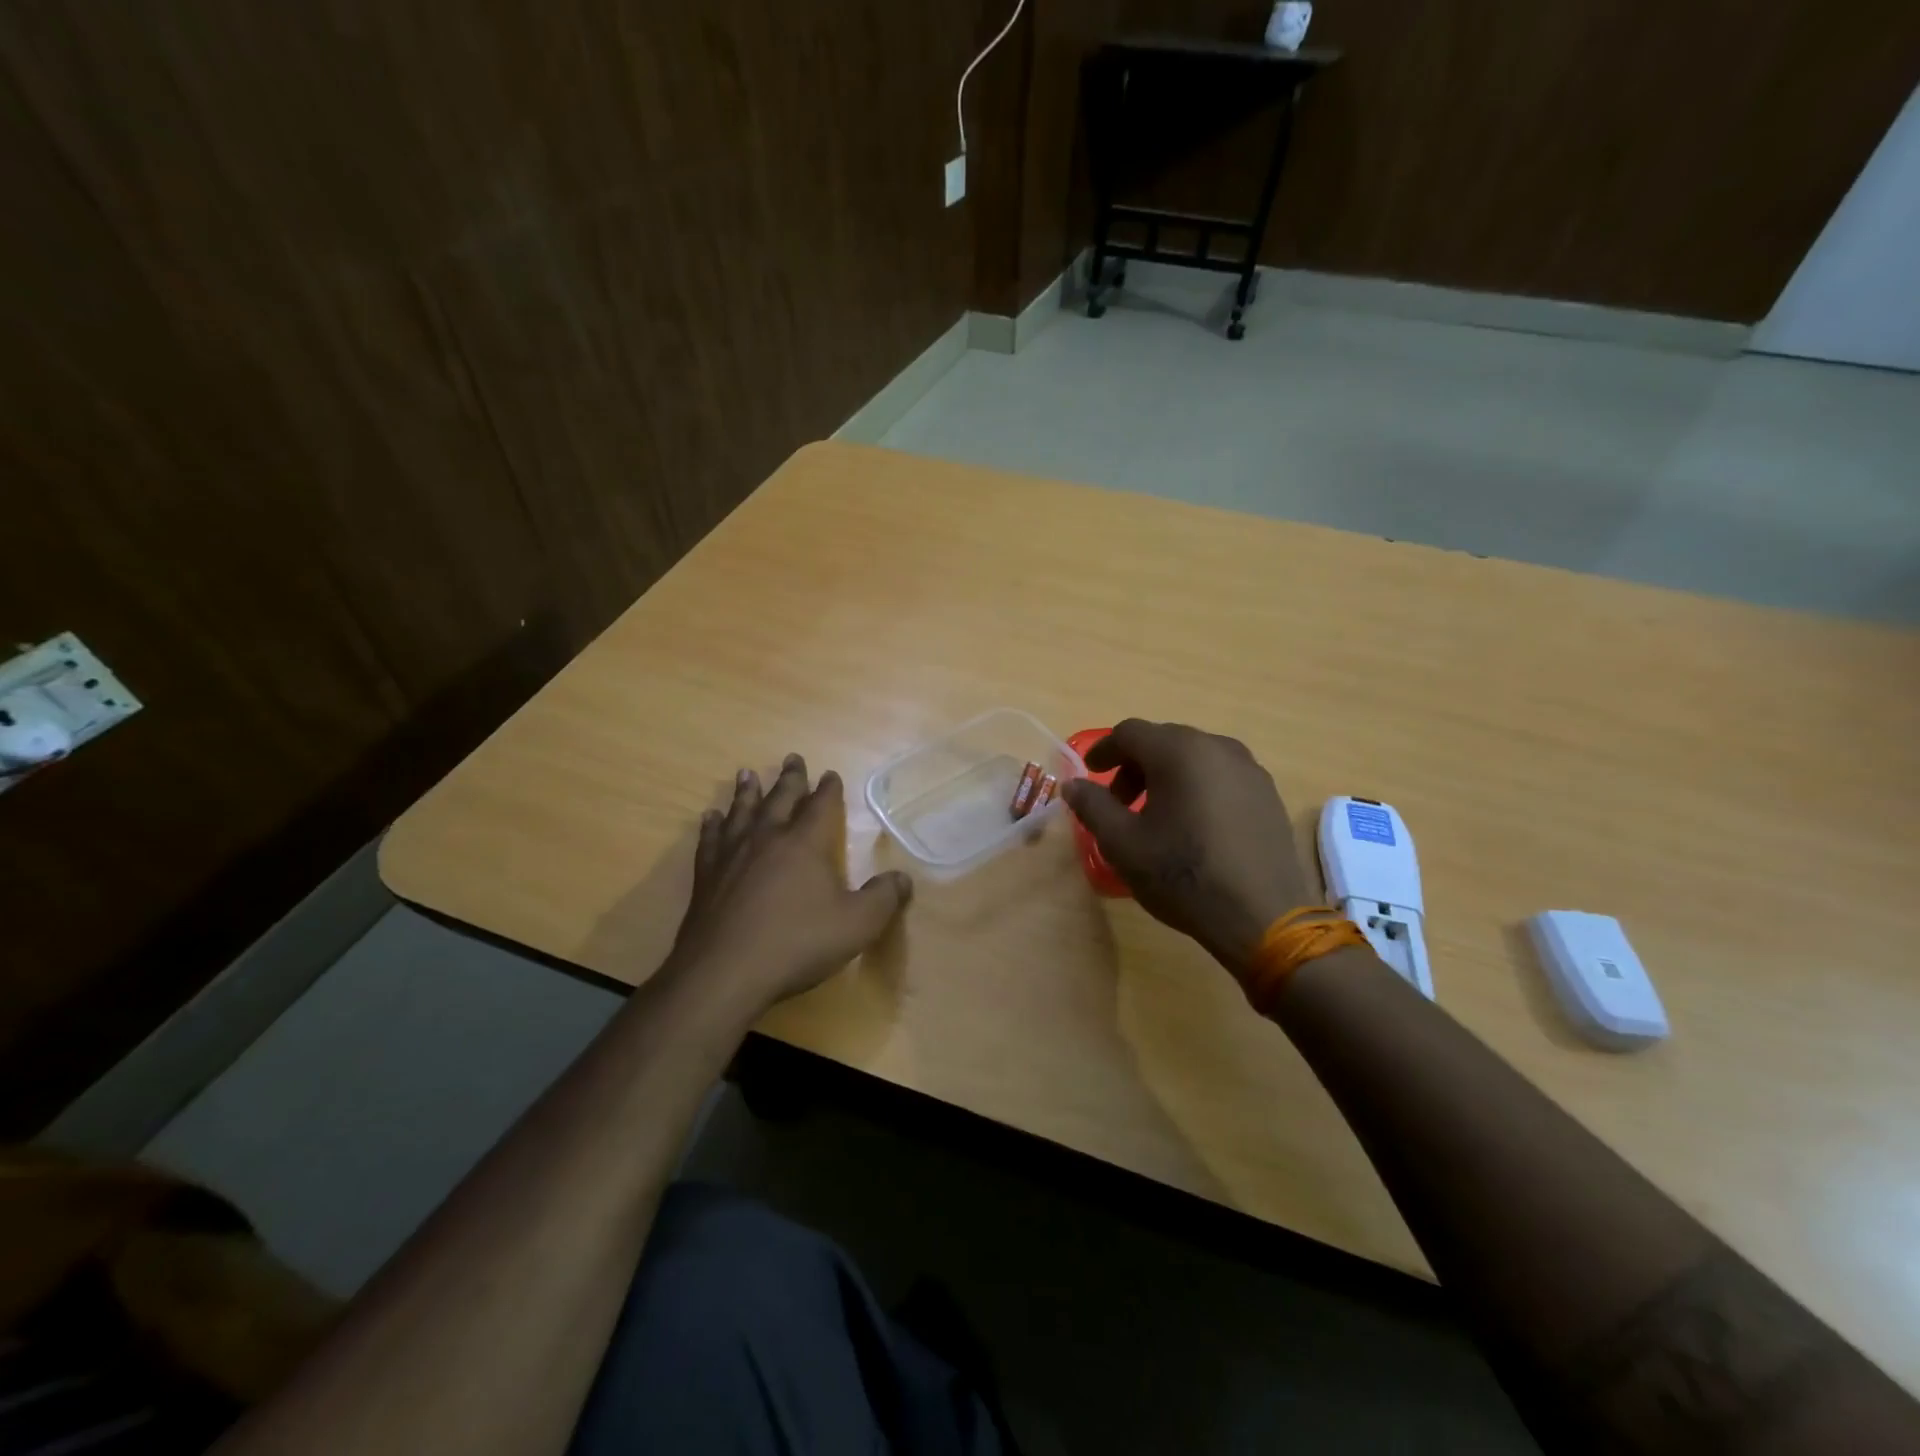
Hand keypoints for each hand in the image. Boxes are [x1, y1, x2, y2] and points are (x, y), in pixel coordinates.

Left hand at [665, 754, 912, 1015]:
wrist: (725, 972)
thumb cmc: (796, 944)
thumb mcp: (856, 925)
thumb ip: (883, 898)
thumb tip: (903, 878)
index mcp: (805, 844)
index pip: (821, 806)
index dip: (828, 789)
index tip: (830, 774)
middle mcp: (768, 839)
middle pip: (780, 799)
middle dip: (790, 778)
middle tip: (792, 758)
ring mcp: (732, 856)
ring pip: (741, 812)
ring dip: (747, 792)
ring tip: (746, 774)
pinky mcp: (706, 877)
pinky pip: (710, 840)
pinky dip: (712, 826)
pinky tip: (710, 818)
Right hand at [1062, 720, 1316, 980]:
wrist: (1262, 917)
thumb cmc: (1183, 875)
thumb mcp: (1123, 844)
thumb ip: (1093, 806)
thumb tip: (1073, 785)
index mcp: (1179, 751)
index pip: (1130, 733)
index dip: (1104, 750)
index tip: (1090, 774)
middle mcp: (1217, 747)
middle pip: (1164, 741)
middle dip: (1134, 766)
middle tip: (1119, 802)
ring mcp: (1249, 769)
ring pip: (1194, 757)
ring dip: (1166, 776)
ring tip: (1156, 816)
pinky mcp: (1267, 794)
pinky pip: (1221, 776)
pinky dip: (1196, 787)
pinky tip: (1193, 825)